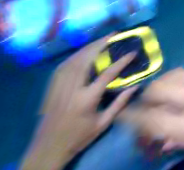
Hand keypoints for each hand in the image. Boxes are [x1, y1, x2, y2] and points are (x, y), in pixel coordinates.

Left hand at [21, 34, 136, 169]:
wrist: (47, 148)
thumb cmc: (80, 136)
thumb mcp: (104, 122)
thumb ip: (120, 103)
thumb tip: (136, 86)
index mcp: (86, 99)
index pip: (107, 74)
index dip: (121, 61)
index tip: (132, 52)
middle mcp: (71, 89)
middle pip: (86, 60)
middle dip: (100, 44)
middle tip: (113, 35)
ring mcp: (59, 86)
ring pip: (73, 59)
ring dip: (88, 47)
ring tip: (101, 39)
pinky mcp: (51, 86)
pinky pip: (64, 65)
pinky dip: (76, 55)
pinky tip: (84, 51)